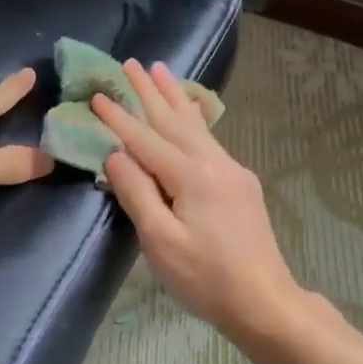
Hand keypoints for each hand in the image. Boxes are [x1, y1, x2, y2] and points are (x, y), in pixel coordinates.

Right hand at [93, 60, 300, 334]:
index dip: (120, 119)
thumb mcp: (161, 241)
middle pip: (175, 121)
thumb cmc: (206, 278)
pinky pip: (210, 140)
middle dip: (150, 91)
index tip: (98, 95)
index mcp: (193, 176)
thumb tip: (116, 155)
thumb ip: (137, 193)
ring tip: (160, 70)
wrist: (264, 301)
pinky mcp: (242, 185)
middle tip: (131, 62)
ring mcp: (233, 172)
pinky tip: (192, 112)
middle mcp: (215, 163)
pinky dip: (194, 119)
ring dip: (174, 97)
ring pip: (196, 126)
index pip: (147, 140)